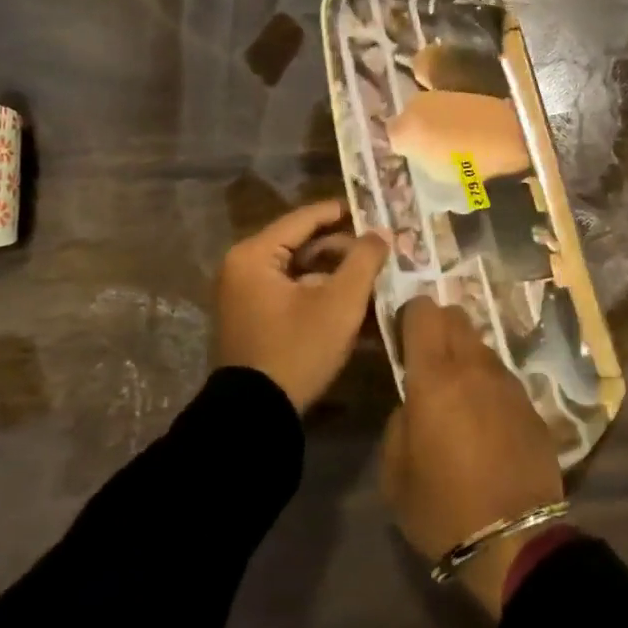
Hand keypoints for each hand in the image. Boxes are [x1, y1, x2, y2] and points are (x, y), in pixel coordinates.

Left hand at [214, 200, 387, 412]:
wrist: (256, 417)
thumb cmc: (297, 350)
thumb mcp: (339, 303)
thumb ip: (364, 260)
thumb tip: (380, 232)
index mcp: (255, 255)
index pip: (305, 218)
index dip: (343, 212)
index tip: (377, 209)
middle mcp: (244, 267)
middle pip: (304, 244)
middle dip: (345, 248)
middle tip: (383, 249)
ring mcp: (246, 295)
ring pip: (302, 270)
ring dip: (338, 274)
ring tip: (376, 277)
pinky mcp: (255, 318)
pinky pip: (294, 292)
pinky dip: (322, 294)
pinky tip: (356, 303)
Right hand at [381, 298, 563, 614]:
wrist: (515, 541)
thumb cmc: (443, 509)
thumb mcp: (396, 474)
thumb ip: (399, 423)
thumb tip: (413, 404)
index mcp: (435, 378)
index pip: (424, 312)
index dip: (410, 315)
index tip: (402, 335)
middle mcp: (475, 368)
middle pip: (457, 317)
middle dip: (438, 327)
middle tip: (426, 360)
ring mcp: (509, 384)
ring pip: (482, 346)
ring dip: (465, 357)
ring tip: (457, 396)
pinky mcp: (532, 405)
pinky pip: (502, 378)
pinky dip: (488, 385)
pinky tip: (485, 421)